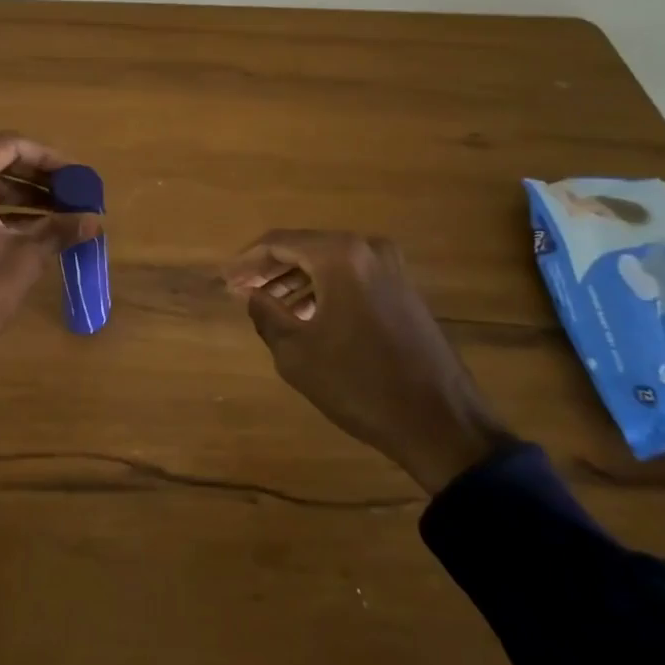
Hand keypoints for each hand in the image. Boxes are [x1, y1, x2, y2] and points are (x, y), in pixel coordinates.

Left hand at [0, 132, 101, 413]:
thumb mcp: (24, 258)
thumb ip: (60, 230)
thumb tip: (95, 220)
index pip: (11, 145)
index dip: (48, 158)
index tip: (76, 177)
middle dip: (37, 178)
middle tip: (71, 195)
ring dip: (22, 197)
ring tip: (59, 215)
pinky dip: (0, 213)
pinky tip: (31, 232)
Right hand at [224, 231, 510, 494]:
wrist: (440, 422)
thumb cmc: (359, 383)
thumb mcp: (296, 352)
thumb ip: (266, 313)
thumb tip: (251, 294)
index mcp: (340, 255)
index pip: (279, 243)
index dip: (246, 261)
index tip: (225, 280)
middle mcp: (368, 250)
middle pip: (306, 248)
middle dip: (271, 269)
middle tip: (242, 290)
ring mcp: (392, 269)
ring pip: (330, 263)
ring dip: (297, 281)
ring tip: (269, 305)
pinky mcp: (405, 291)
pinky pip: (352, 278)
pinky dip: (324, 290)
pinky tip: (306, 315)